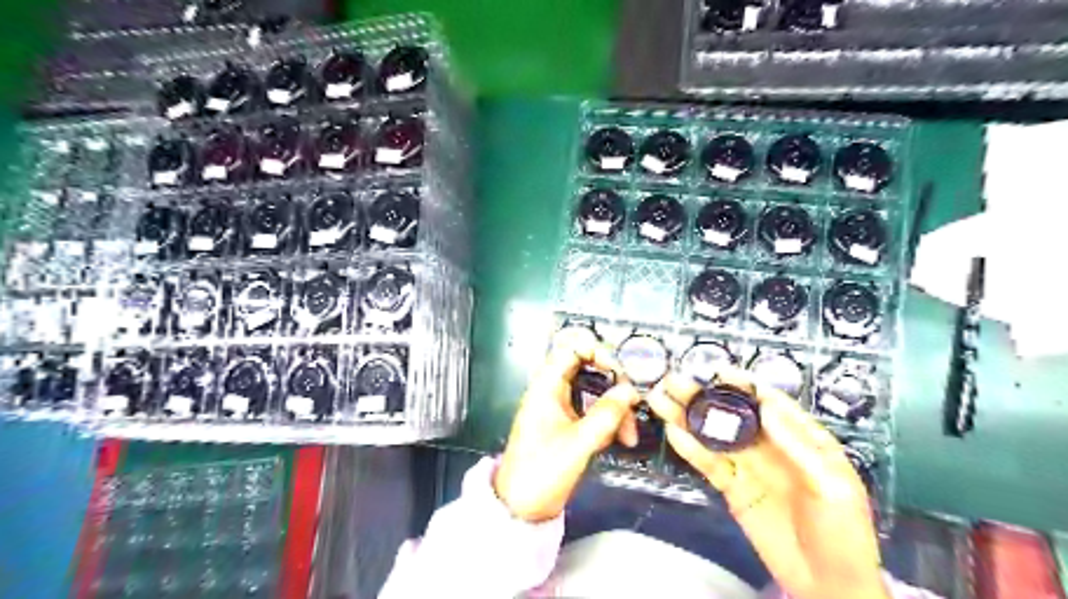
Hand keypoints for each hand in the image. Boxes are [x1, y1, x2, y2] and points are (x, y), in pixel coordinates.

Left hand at [495, 328, 641, 523]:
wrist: (521, 507)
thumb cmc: (542, 471)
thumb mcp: (579, 443)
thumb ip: (606, 414)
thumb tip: (631, 391)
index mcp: (546, 386)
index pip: (572, 349)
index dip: (598, 352)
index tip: (620, 371)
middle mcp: (552, 390)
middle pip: (588, 370)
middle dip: (614, 385)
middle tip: (632, 402)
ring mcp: (560, 407)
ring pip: (594, 393)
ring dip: (614, 409)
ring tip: (628, 435)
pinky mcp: (567, 423)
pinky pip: (592, 411)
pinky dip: (607, 421)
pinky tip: (619, 439)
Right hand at [647, 366, 888, 598]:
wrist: (828, 585)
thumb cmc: (843, 533)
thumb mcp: (832, 486)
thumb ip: (798, 445)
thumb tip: (767, 405)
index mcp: (802, 439)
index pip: (769, 403)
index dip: (743, 386)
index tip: (718, 371)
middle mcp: (770, 447)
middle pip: (732, 415)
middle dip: (704, 396)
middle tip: (674, 380)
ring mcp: (749, 467)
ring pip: (714, 435)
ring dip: (688, 417)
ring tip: (660, 399)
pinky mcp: (733, 488)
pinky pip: (709, 464)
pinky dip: (690, 448)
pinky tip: (673, 432)